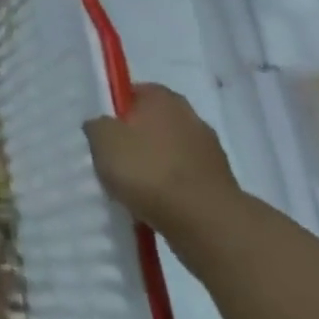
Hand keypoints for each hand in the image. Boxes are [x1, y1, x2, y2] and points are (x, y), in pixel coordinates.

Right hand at [84, 83, 240, 236]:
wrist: (209, 225)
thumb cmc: (149, 170)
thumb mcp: (102, 139)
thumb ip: (97, 126)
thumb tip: (102, 127)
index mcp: (161, 96)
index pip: (131, 93)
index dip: (114, 112)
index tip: (103, 134)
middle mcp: (190, 116)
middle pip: (152, 124)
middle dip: (136, 140)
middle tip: (115, 161)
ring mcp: (210, 152)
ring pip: (170, 154)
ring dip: (156, 167)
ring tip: (135, 190)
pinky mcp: (222, 186)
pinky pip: (185, 181)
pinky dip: (172, 191)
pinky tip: (157, 207)